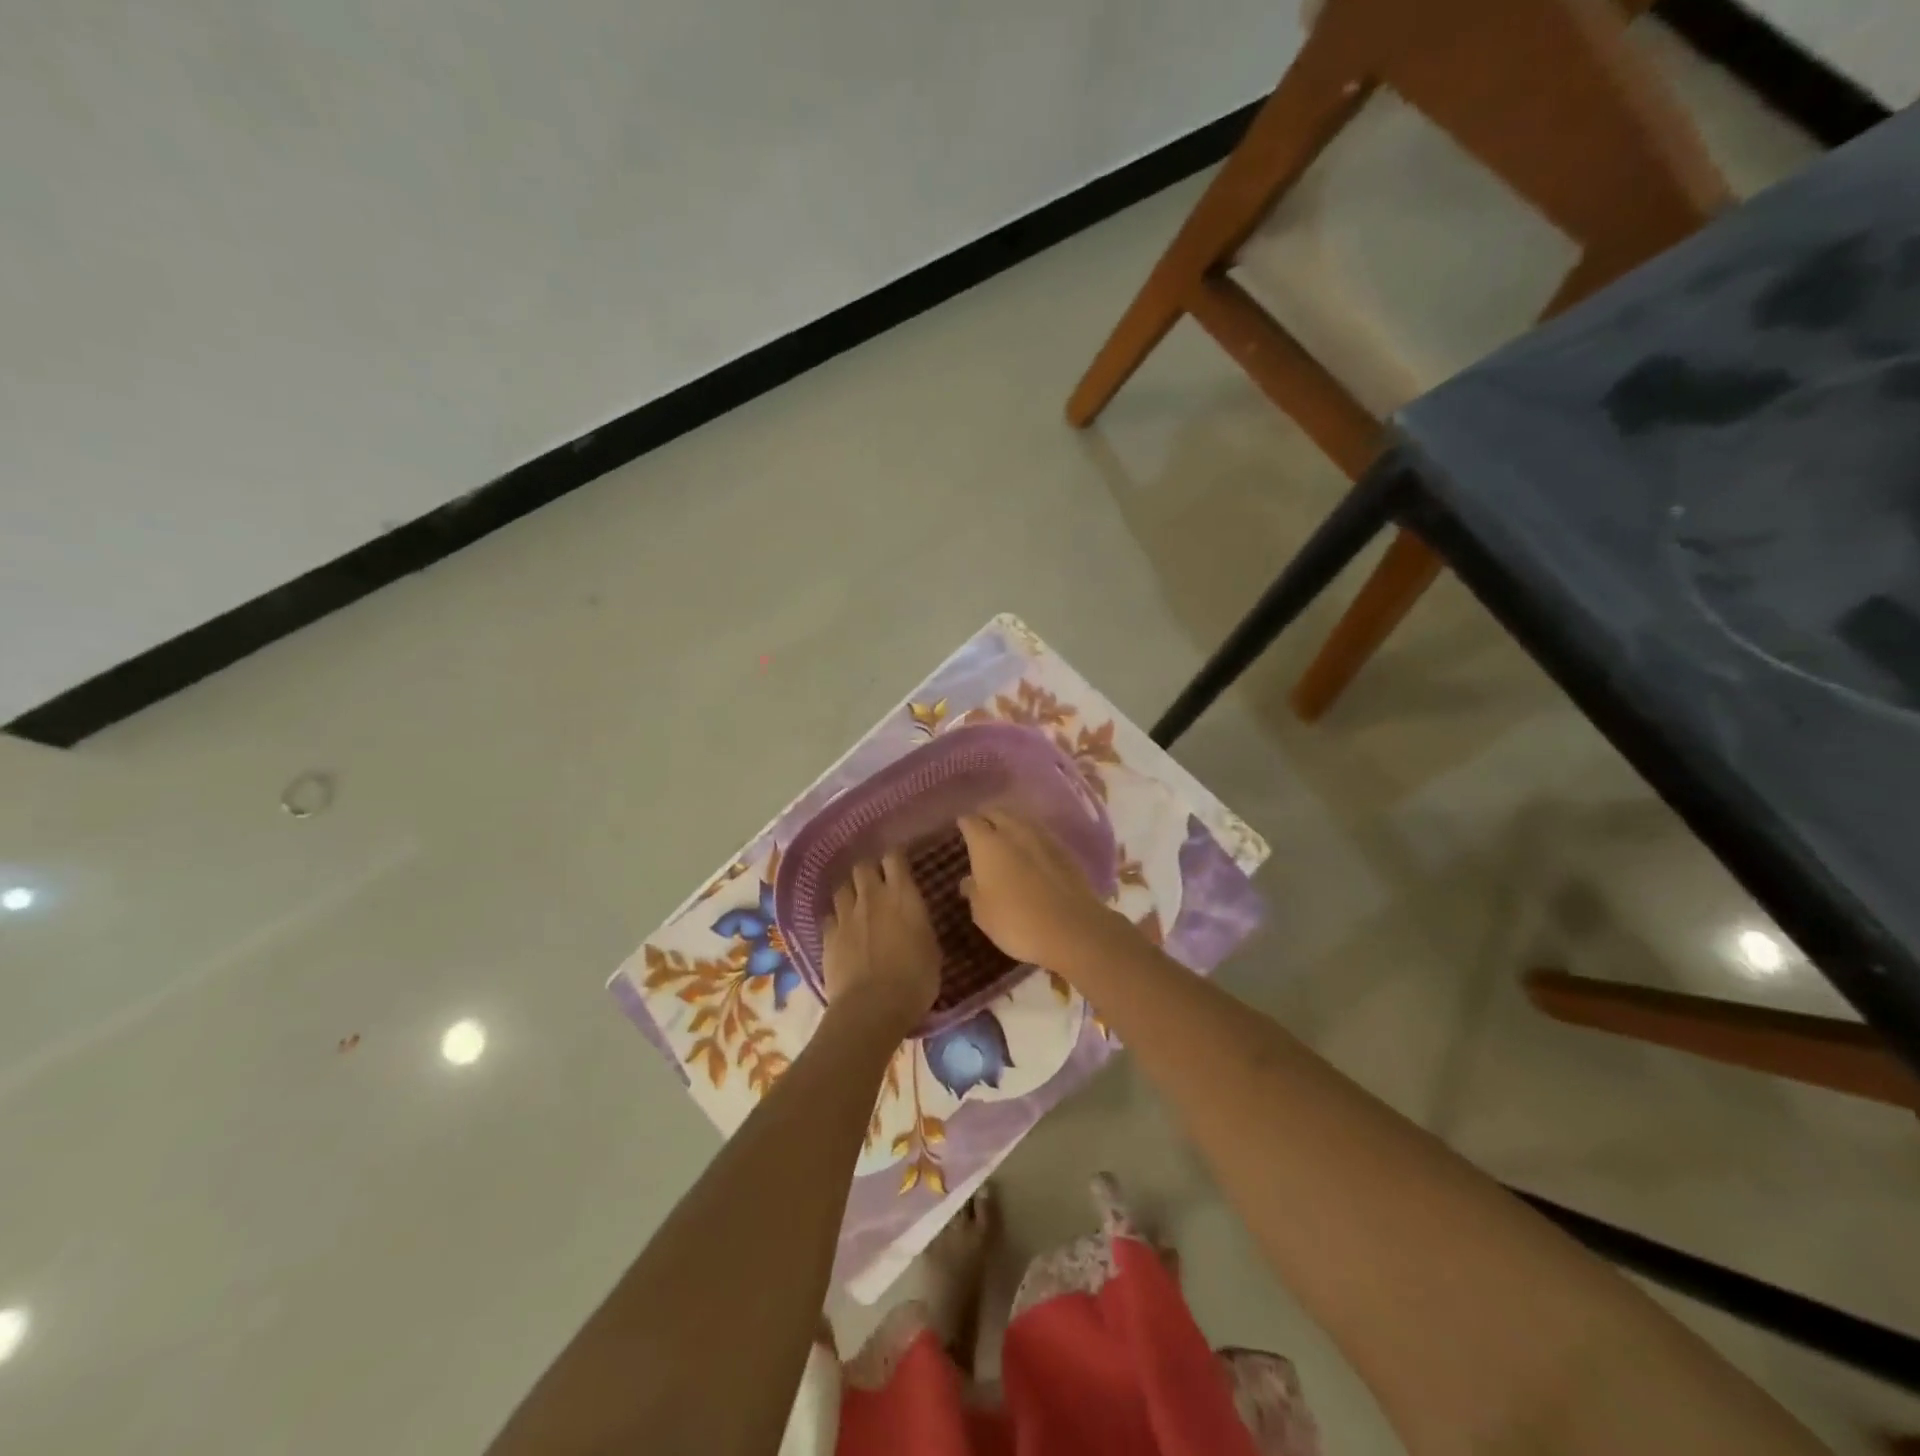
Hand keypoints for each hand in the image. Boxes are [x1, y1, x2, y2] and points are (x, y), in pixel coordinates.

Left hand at [822, 853, 941, 1039]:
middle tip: (876, 883)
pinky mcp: (827, 936)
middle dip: (868, 870)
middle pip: (862, 866)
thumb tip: (915, 919)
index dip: (895, 856)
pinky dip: (836, 919)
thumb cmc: (915, 980)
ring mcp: (845, 915)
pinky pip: (829, 916)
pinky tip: (841, 930)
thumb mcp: (932, 949)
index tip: (900, 862)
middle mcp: (871, 896)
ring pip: (842, 888)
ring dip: (850, 893)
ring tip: (856, 904)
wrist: (872, 1008)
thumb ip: (920, 925)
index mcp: (902, 895)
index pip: (894, 857)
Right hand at [957, 810, 1120, 971]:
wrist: (1071, 928)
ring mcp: (1042, 837)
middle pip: (997, 812)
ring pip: (1021, 819)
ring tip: (1005, 835)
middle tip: (981, 828)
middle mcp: (1013, 831)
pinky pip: (1041, 833)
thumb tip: (969, 879)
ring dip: (1010, 823)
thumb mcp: (983, 913)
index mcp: (987, 844)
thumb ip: (974, 891)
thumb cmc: (1016, 921)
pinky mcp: (1064, 848)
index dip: (964, 824)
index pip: (970, 822)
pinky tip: (1030, 849)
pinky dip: (1031, 836)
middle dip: (987, 817)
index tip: (961, 828)